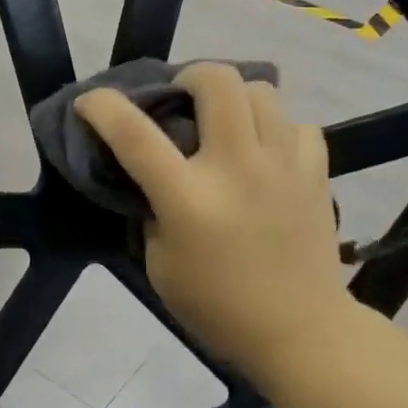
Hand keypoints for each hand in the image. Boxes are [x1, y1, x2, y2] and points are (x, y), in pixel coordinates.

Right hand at [74, 64, 349, 387]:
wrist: (300, 331)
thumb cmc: (218, 307)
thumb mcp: (160, 266)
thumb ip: (153, 212)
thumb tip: (155, 178)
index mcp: (188, 198)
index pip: (135, 134)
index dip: (103, 107)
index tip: (91, 101)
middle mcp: (236, 167)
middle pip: (217, 80)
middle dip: (190, 76)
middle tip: (183, 99)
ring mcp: (282, 165)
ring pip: (263, 89)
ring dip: (235, 97)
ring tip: (228, 122)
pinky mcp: (317, 172)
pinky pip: (298, 124)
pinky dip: (277, 129)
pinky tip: (268, 153)